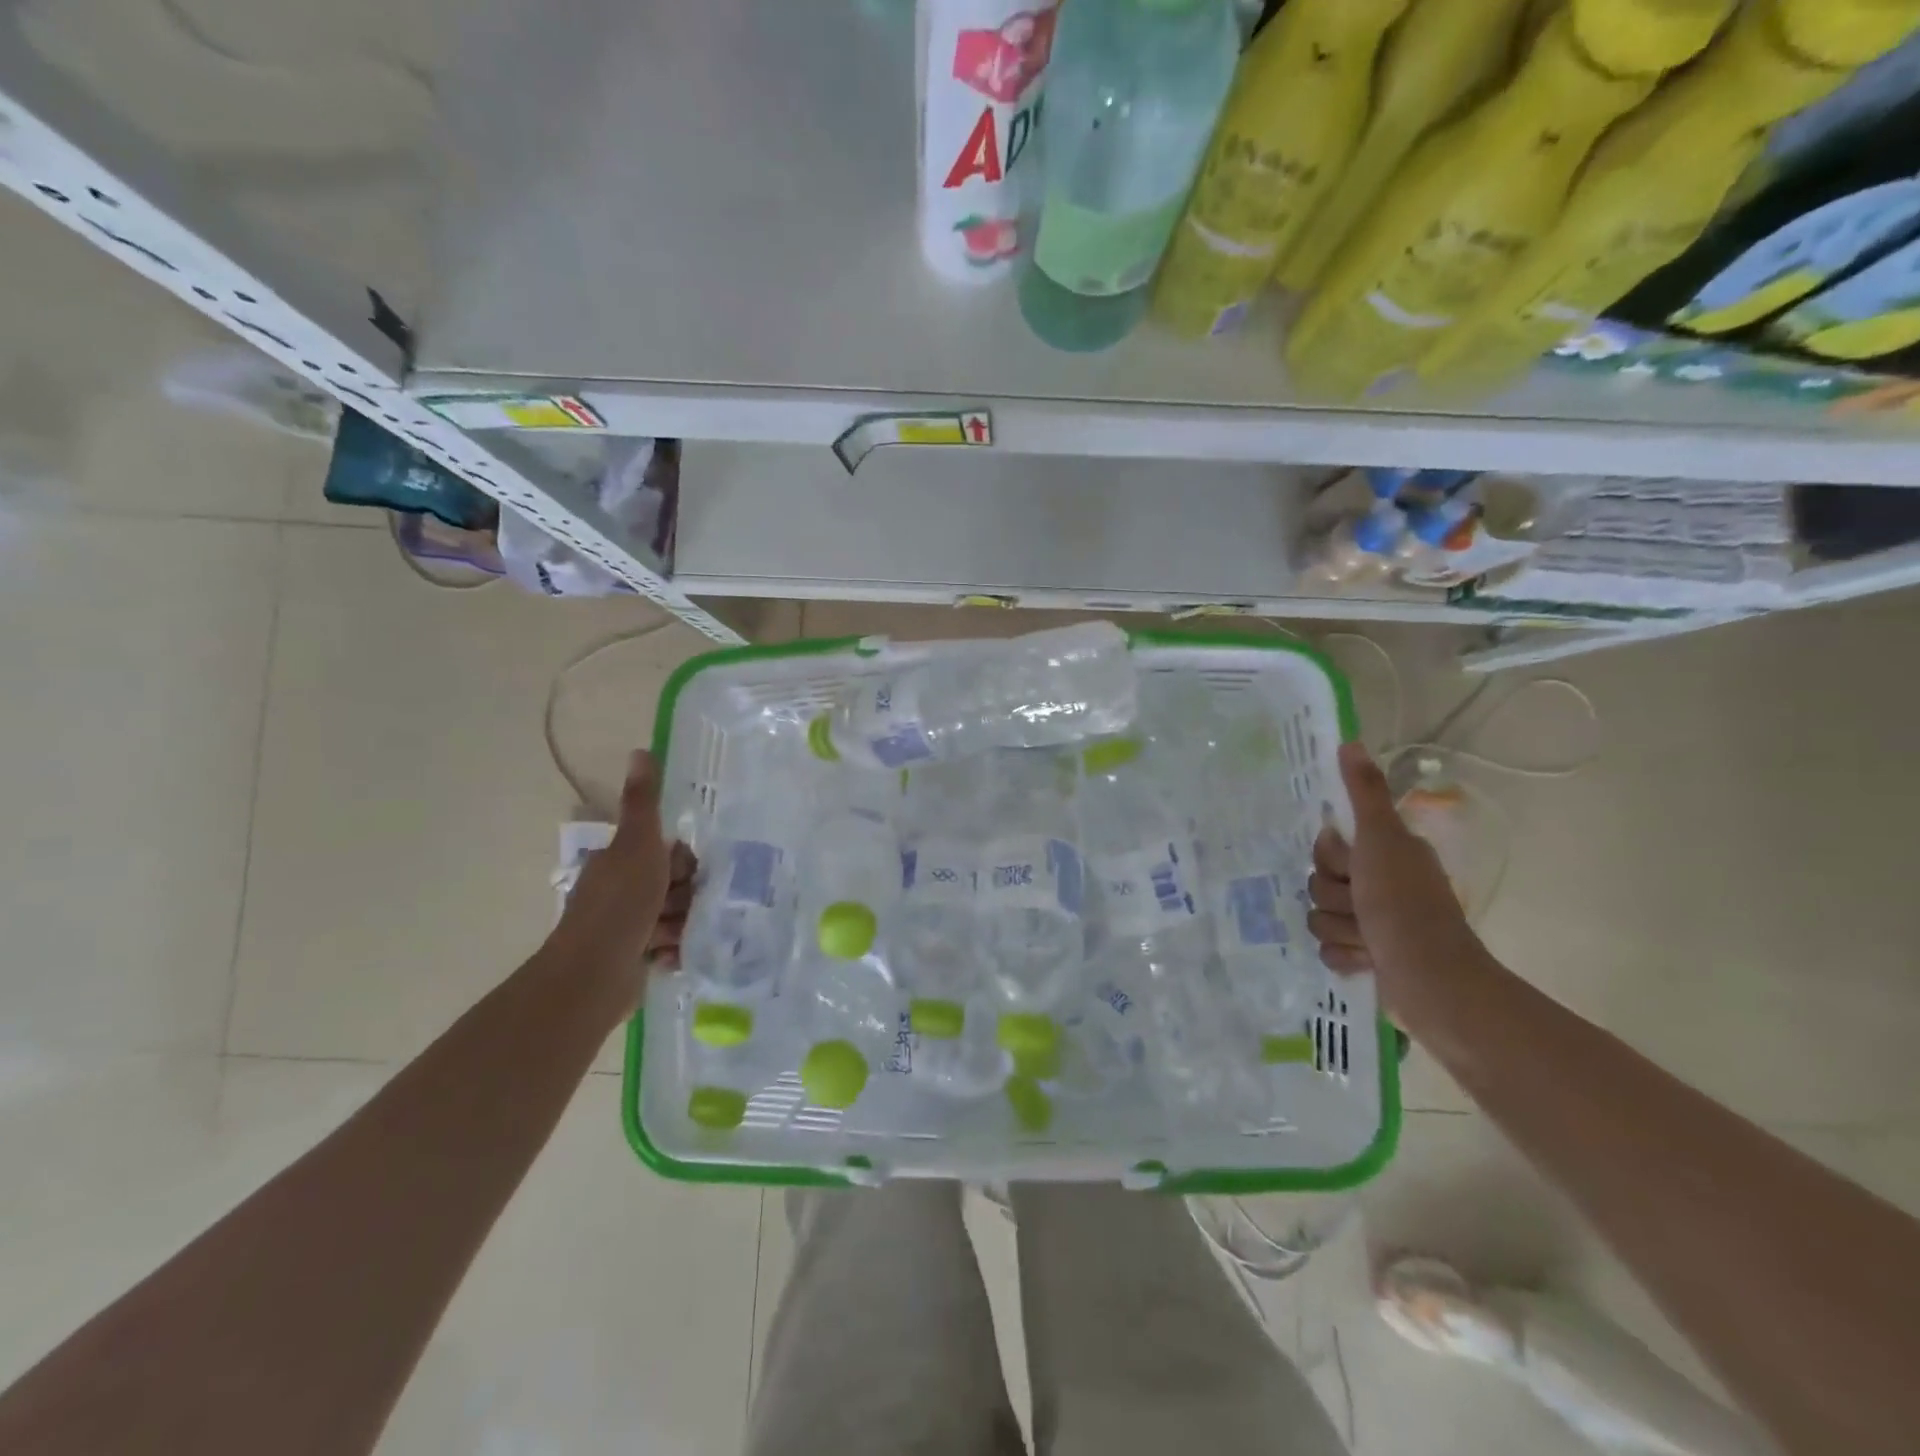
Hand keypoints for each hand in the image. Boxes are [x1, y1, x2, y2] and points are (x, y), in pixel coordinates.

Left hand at [550, 751, 695, 999]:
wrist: (592, 974)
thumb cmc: (619, 904)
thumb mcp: (637, 845)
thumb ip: (643, 802)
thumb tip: (640, 750)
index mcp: (623, 861)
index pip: (670, 853)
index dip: (684, 862)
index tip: (684, 873)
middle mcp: (624, 890)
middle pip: (677, 885)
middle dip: (686, 897)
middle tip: (680, 907)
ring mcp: (628, 925)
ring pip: (677, 916)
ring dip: (682, 926)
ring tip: (673, 936)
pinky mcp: (634, 957)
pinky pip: (671, 946)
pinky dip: (674, 952)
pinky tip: (671, 956)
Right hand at [1307, 742, 1490, 1027]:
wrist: (1431, 979)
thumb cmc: (1404, 904)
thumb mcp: (1382, 840)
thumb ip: (1364, 794)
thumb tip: (1349, 742)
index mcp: (1385, 854)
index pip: (1326, 847)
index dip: (1332, 858)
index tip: (1353, 867)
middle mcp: (1380, 884)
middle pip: (1319, 882)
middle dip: (1335, 899)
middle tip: (1363, 906)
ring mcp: (1374, 923)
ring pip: (1321, 917)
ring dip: (1340, 930)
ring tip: (1370, 940)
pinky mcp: (1368, 957)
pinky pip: (1329, 950)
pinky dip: (1345, 957)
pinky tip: (1366, 961)